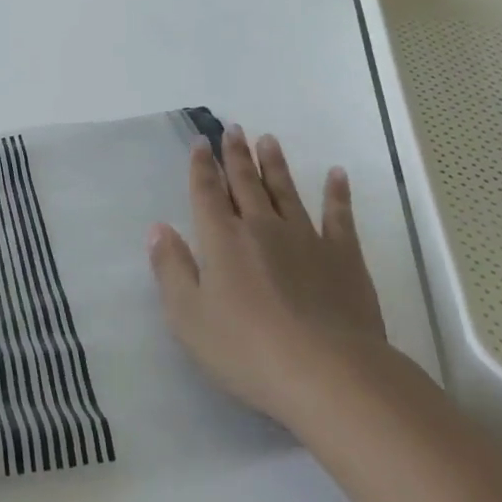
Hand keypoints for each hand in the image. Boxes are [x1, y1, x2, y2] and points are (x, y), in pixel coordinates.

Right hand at [147, 125, 386, 425]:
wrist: (328, 373)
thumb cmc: (247, 350)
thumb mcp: (189, 317)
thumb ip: (171, 268)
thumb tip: (158, 228)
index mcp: (222, 240)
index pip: (207, 192)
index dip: (201, 166)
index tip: (200, 143)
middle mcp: (262, 227)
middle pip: (245, 183)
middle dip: (236, 155)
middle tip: (234, 129)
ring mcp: (306, 238)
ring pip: (286, 190)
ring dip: (275, 164)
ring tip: (269, 140)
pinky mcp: (343, 256)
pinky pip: (339, 216)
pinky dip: (337, 194)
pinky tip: (337, 175)